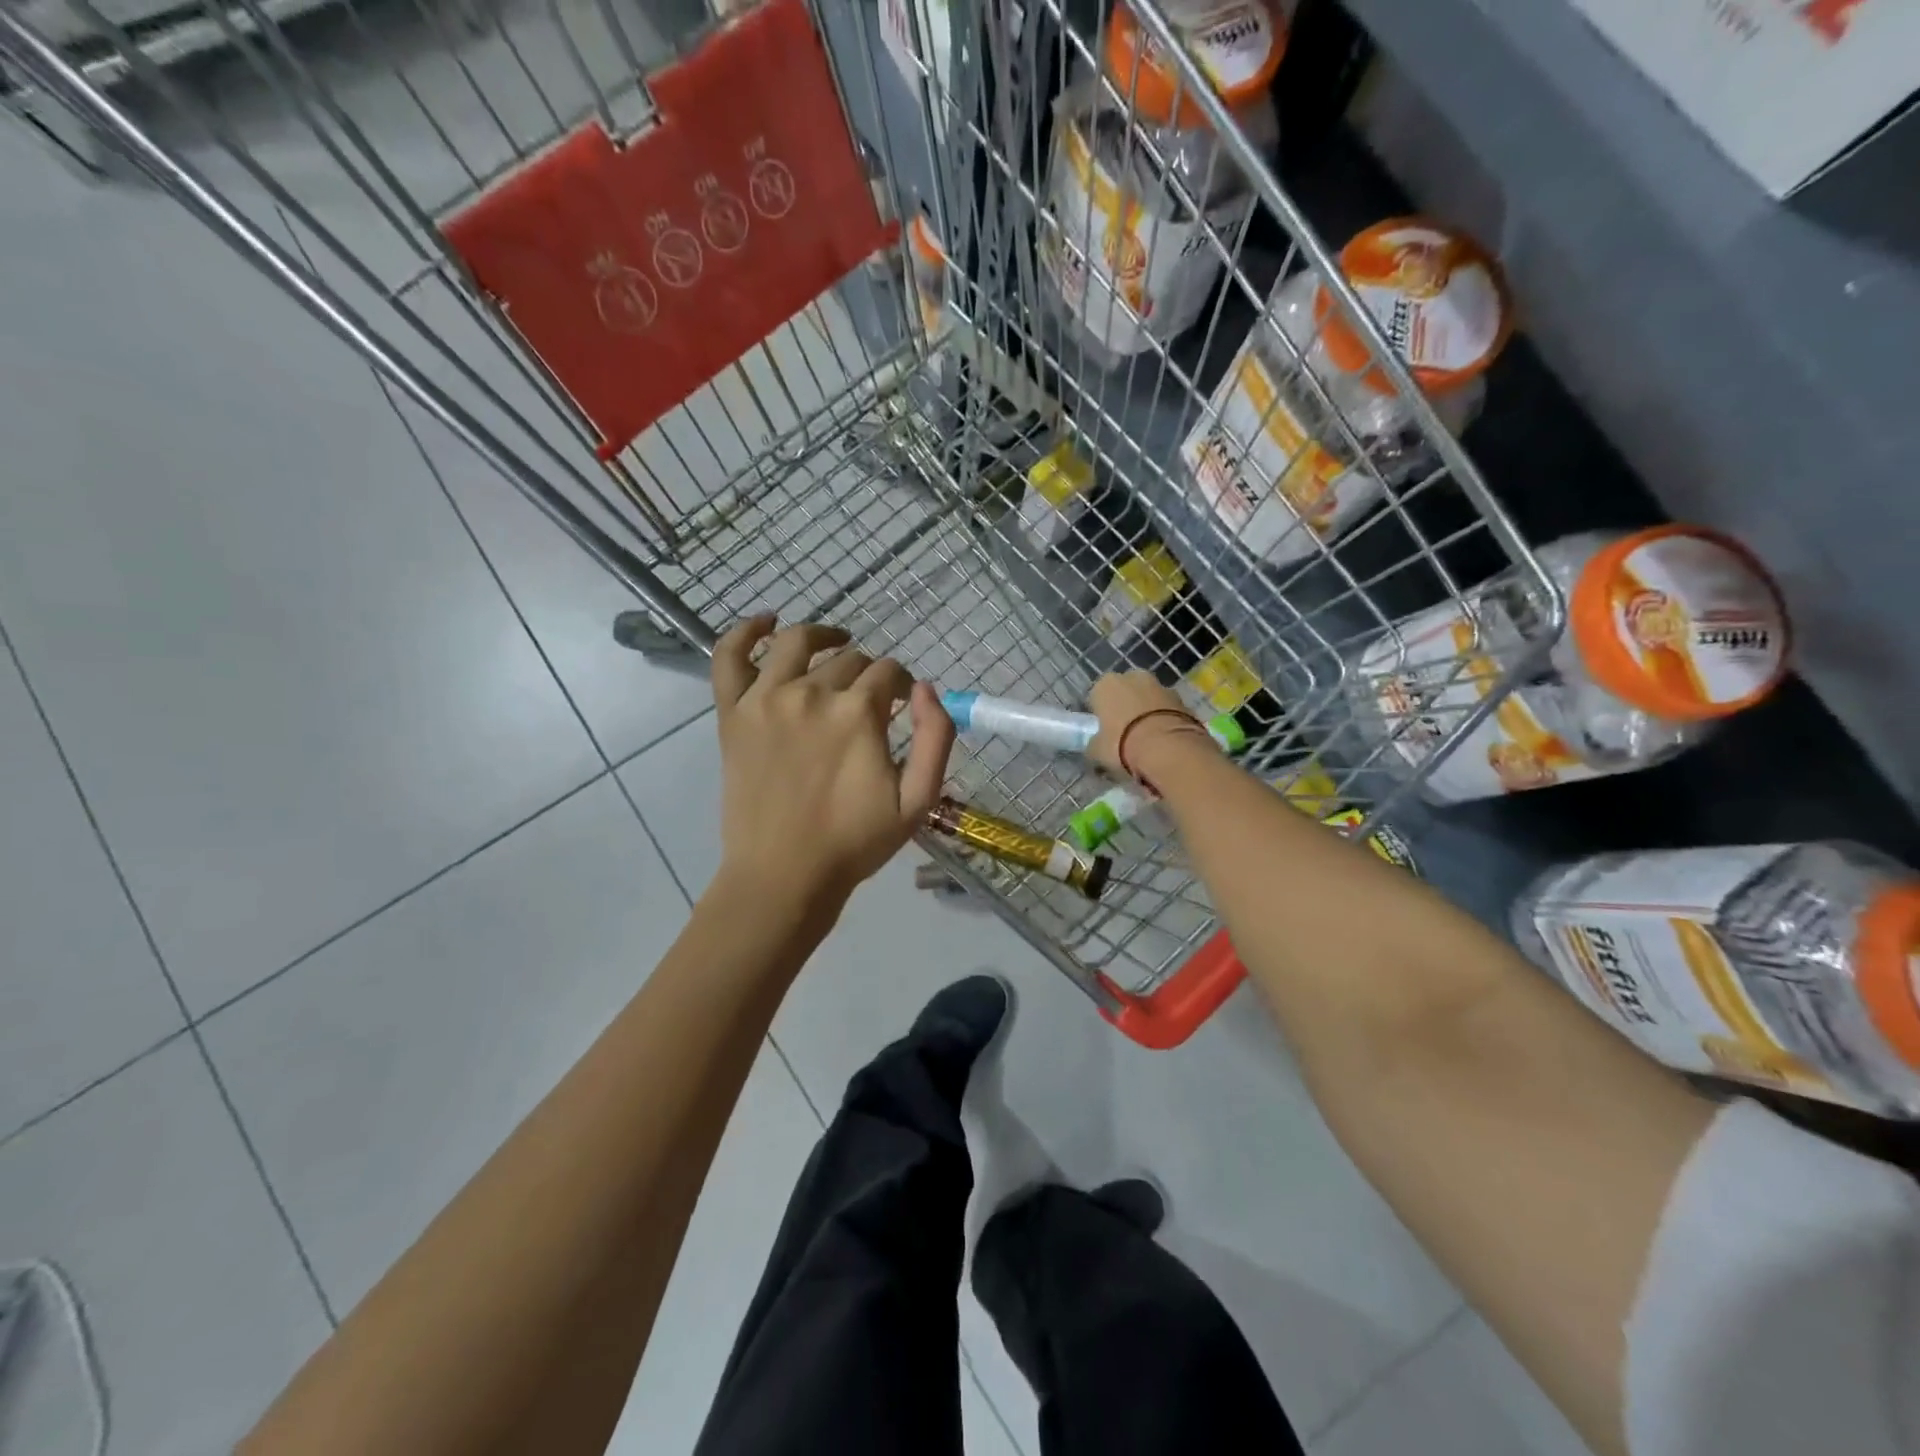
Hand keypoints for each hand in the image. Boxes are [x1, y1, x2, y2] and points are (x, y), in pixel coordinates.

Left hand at [710, 616, 954, 909]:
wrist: (783, 875)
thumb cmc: (855, 843)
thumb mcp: (918, 800)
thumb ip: (935, 738)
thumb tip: (926, 688)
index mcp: (858, 713)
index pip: (889, 673)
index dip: (902, 686)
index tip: (902, 707)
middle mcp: (811, 693)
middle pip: (849, 660)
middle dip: (868, 676)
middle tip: (870, 702)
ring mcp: (765, 699)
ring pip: (798, 643)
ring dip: (823, 638)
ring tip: (835, 645)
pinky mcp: (732, 713)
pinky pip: (729, 655)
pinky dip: (746, 631)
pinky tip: (766, 622)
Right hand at [1088, 671, 1213, 782]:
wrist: (1169, 748)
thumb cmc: (1122, 744)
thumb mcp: (1097, 751)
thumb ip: (1094, 745)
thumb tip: (1096, 747)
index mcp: (1106, 684)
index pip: (1096, 697)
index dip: (1099, 716)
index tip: (1103, 733)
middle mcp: (1133, 677)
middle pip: (1125, 693)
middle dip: (1125, 709)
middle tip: (1125, 736)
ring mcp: (1161, 685)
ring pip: (1148, 700)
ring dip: (1147, 714)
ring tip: (1148, 742)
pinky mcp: (1183, 699)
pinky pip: (1167, 710)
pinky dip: (1165, 721)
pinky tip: (1164, 742)